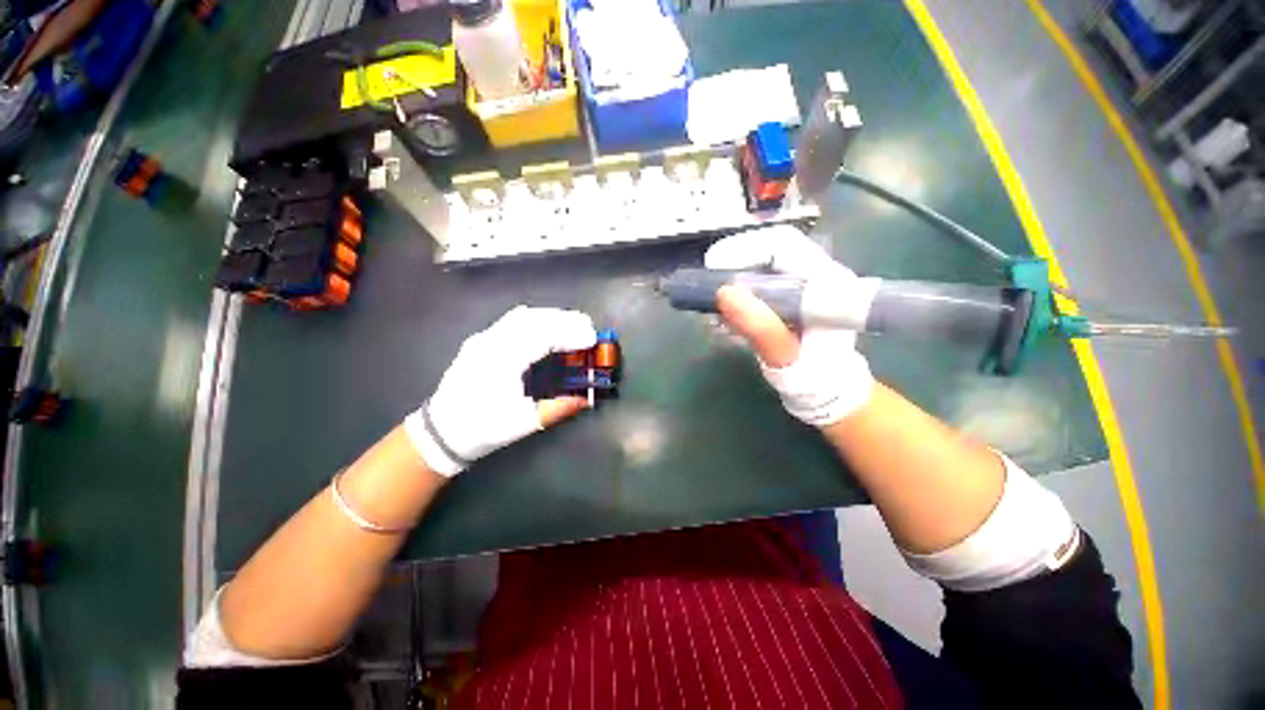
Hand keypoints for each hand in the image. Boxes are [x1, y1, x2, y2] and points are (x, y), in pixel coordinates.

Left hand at [404, 306, 596, 475]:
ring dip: (551, 317)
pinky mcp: (482, 340)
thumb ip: (556, 409)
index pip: (540, 336)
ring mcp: (484, 338)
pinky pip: (514, 321)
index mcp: (500, 362)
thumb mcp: (522, 424)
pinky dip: (537, 319)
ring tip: (574, 325)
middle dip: (564, 319)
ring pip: (522, 316)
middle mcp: (490, 343)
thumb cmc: (482, 428)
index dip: (569, 334)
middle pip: (532, 318)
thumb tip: (584, 400)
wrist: (442, 431)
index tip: (591, 339)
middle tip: (588, 327)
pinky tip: (548, 327)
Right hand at [705, 226, 874, 426]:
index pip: (783, 244)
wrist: (824, 389)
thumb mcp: (784, 356)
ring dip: (730, 281)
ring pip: (759, 264)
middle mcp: (815, 274)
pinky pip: (756, 281)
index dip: (744, 248)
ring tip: (714, 310)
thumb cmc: (811, 376)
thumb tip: (724, 292)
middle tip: (706, 287)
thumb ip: (760, 327)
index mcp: (826, 281)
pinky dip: (734, 295)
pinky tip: (724, 318)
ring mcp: (801, 283)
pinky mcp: (787, 294)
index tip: (714, 267)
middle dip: (732, 264)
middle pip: (768, 249)